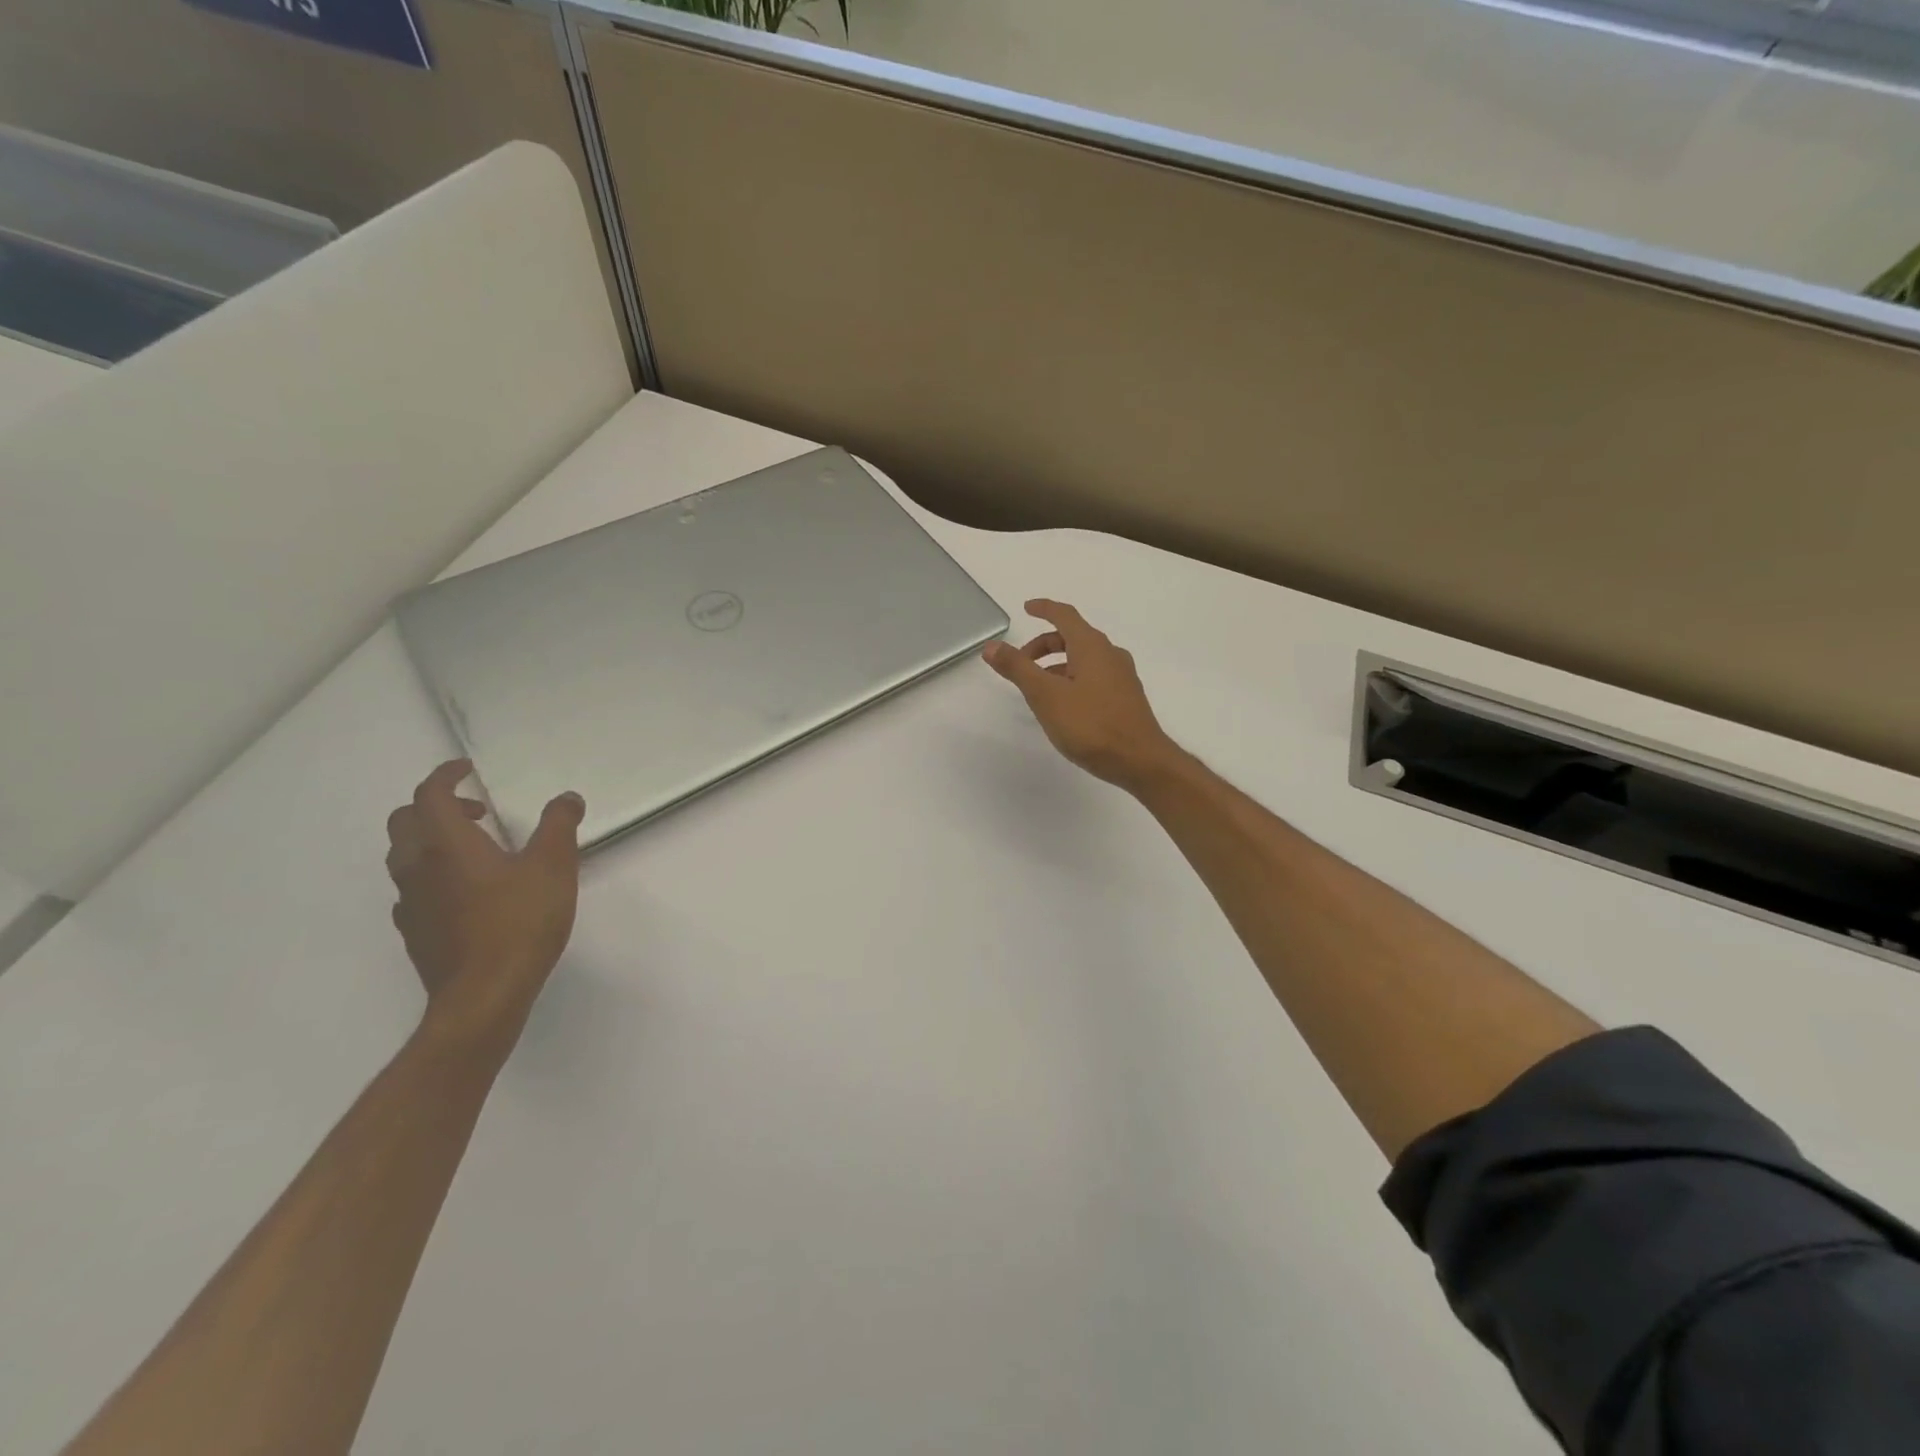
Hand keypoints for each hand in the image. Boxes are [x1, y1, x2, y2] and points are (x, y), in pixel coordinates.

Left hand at [385, 760, 585, 1048]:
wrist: (483, 995)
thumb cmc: (520, 922)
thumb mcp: (554, 866)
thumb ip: (559, 825)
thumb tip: (566, 798)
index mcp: (446, 843)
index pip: (429, 794)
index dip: (446, 775)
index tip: (466, 769)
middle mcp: (417, 866)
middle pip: (405, 821)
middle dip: (436, 805)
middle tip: (476, 809)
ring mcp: (410, 901)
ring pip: (405, 855)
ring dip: (432, 839)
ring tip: (475, 848)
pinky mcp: (414, 930)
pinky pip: (413, 887)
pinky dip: (432, 873)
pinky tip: (465, 890)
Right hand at [983, 599, 1185, 792]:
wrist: (1140, 761)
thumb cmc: (1091, 725)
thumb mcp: (1046, 695)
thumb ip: (1018, 668)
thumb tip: (992, 646)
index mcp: (1092, 647)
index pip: (1065, 616)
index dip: (1044, 609)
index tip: (1027, 608)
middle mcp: (1110, 654)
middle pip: (1073, 637)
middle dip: (1044, 645)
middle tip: (1020, 662)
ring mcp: (1121, 677)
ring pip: (1084, 659)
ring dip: (1057, 665)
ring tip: (1037, 688)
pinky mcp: (1125, 698)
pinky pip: (1094, 676)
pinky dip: (1072, 678)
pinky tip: (1063, 705)